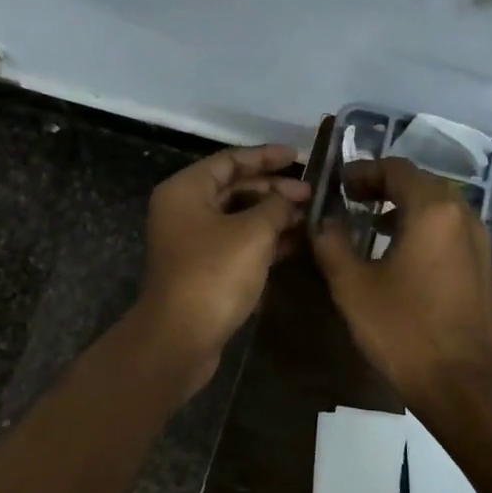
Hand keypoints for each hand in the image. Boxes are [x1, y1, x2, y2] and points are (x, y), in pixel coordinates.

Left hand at [135, 144, 311, 387]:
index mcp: (186, 190)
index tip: (298, 156)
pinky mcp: (204, 269)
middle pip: (234, 188)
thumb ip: (276, 207)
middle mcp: (184, 210)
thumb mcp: (252, 233)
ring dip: (272, 216)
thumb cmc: (214, 274)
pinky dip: (263, 240)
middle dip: (273, 189)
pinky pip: (237, 243)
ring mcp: (193, 242)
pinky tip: (294, 243)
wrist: (181, 337)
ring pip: (238, 218)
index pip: (229, 160)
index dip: (265, 156)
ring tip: (309, 217)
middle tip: (310, 194)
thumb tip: (291, 199)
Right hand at [311, 157, 491, 401]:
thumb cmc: (405, 331)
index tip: (339, 186)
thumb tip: (323, 221)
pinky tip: (403, 256)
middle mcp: (463, 215)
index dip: (363, 171)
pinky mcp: (485, 267)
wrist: (465, 385)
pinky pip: (451, 231)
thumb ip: (331, 244)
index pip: (396, 169)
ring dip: (405, 208)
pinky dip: (424, 229)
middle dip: (384, 187)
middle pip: (421, 183)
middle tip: (352, 201)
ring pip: (439, 208)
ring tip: (373, 227)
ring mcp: (481, 242)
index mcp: (433, 210)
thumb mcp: (353, 287)